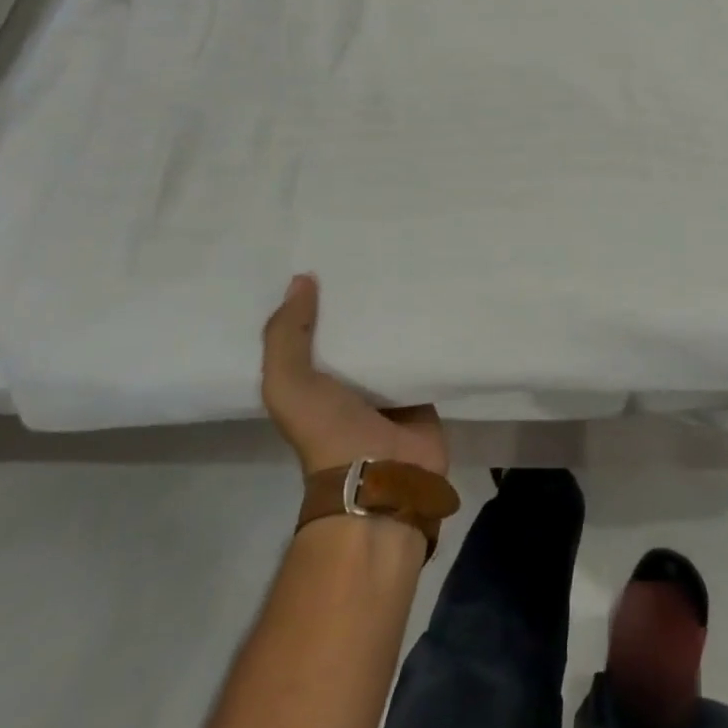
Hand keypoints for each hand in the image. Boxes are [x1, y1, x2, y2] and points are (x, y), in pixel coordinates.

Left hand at [260, 275, 447, 477]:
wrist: (382, 476)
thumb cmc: (328, 429)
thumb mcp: (288, 384)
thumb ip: (286, 335)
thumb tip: (302, 279)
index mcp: (312, 378)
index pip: (313, 327)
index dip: (317, 296)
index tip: (330, 256)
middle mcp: (348, 379)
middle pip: (357, 329)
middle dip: (364, 297)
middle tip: (379, 251)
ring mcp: (388, 384)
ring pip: (393, 336)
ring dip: (400, 310)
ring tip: (412, 263)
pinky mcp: (423, 387)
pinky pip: (426, 351)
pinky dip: (431, 330)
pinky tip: (440, 296)